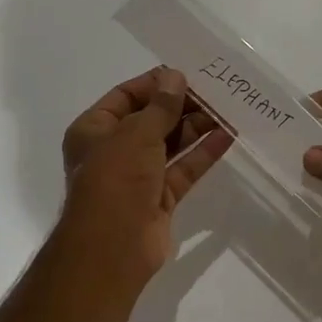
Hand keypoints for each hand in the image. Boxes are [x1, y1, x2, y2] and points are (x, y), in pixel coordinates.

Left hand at [57, 67, 232, 286]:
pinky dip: (202, 154)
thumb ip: (161, 106)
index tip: (187, 73)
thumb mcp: (137, 133)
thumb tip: (175, 76)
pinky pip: (183, 169)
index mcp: (94, 130)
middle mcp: (113, 150)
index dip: (155, 84)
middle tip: (215, 91)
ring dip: (196, 127)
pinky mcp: (159, 198)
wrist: (113, 247)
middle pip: (151, 119)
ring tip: (228, 109)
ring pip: (170, 144)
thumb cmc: (115, 179)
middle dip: (181, 105)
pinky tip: (227, 136)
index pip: (126, 96)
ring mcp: (137, 176)